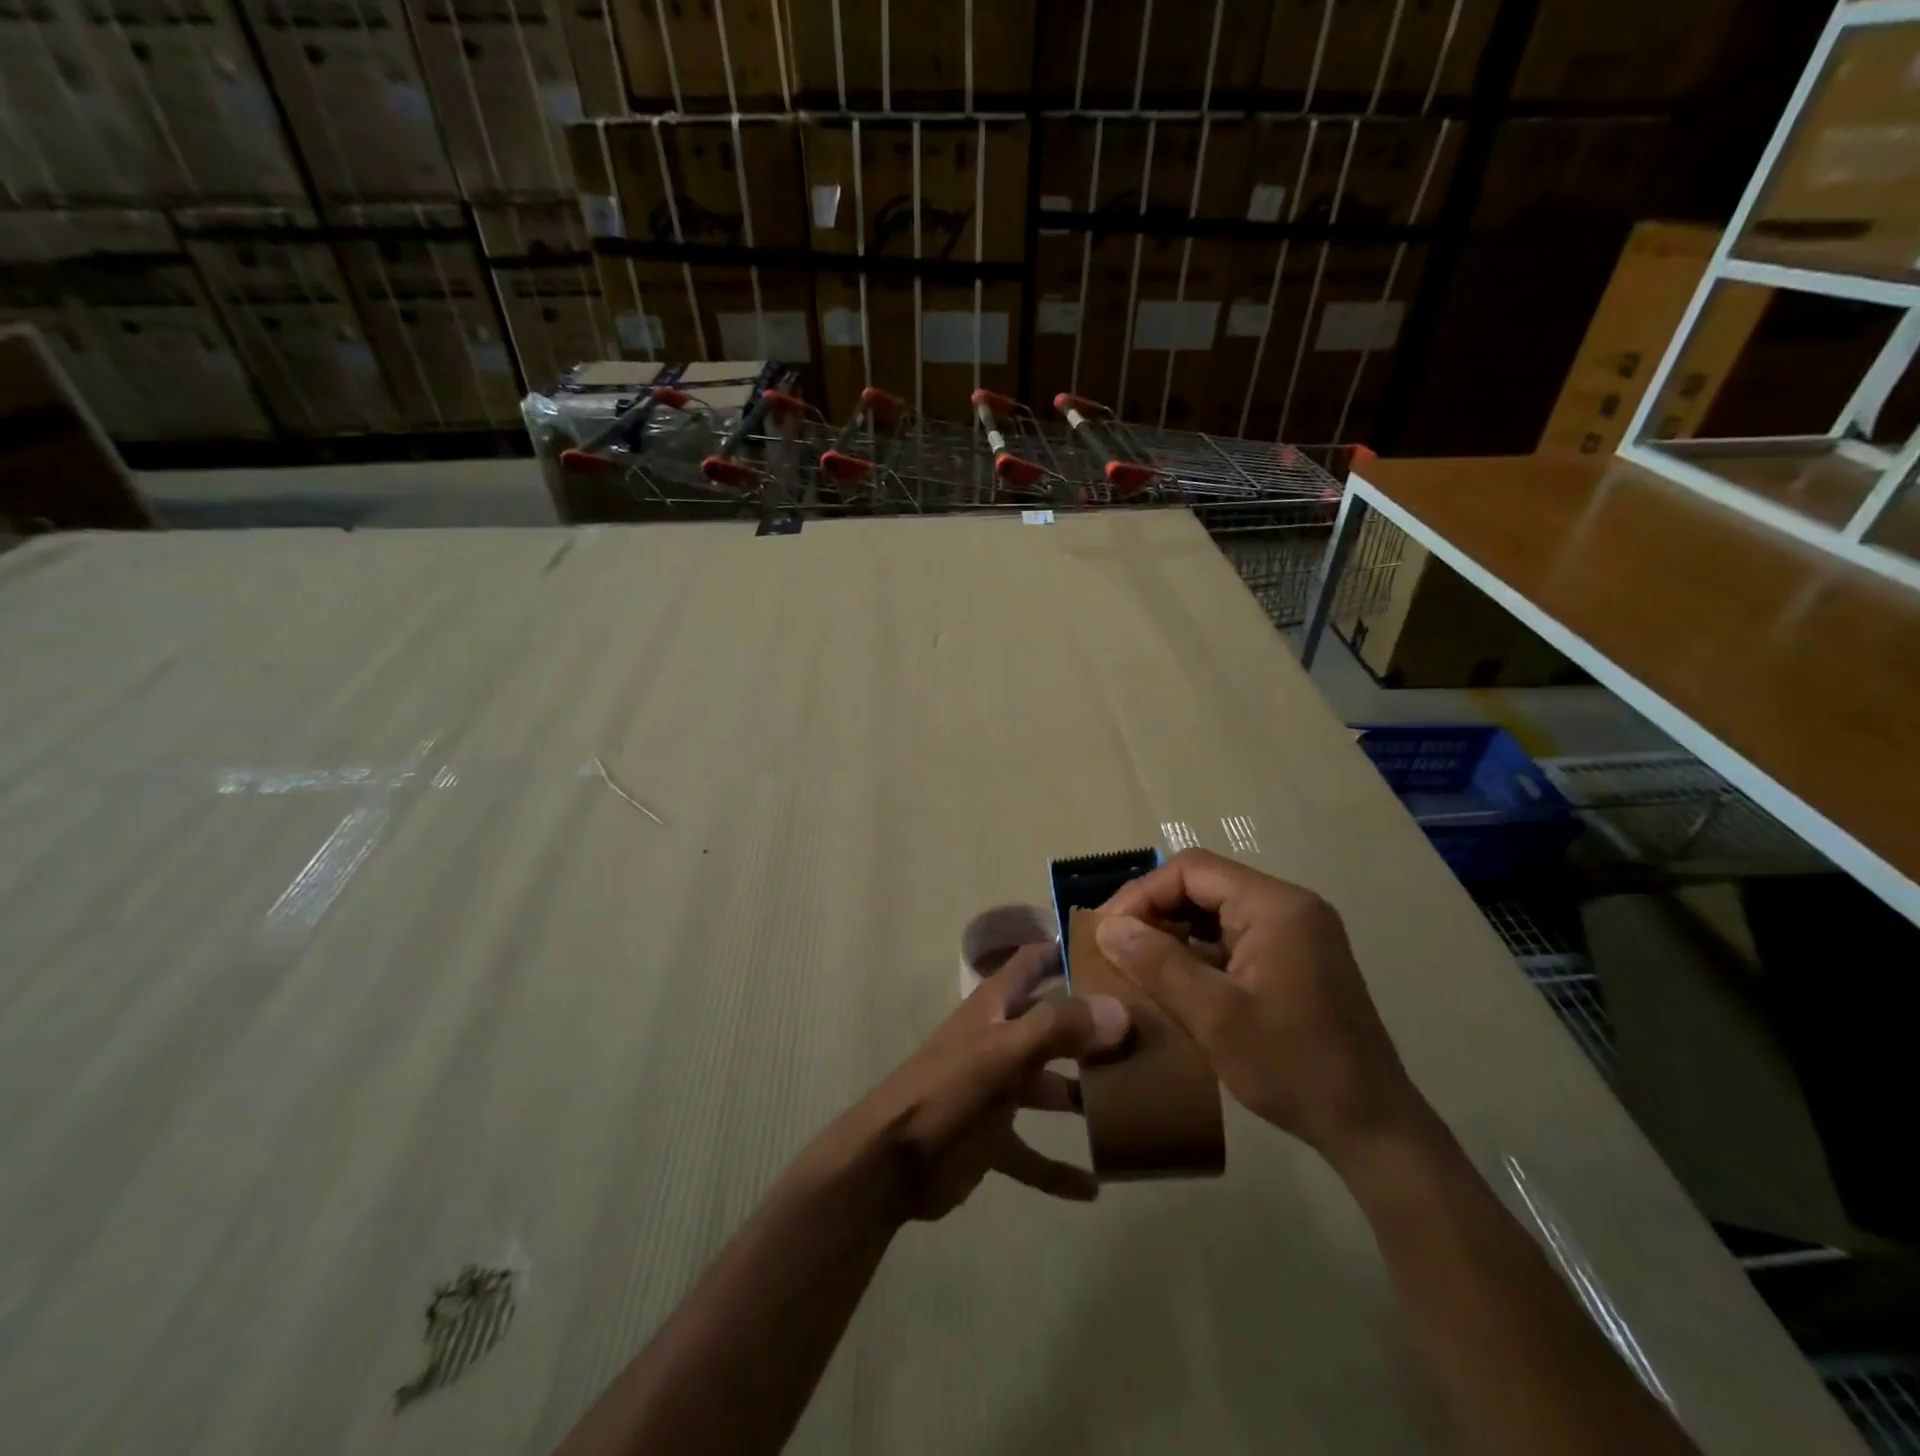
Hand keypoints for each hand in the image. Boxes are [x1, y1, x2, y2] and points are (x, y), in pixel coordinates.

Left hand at [815, 942, 1131, 1221]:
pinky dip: (1060, 1168)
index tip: (1116, 950)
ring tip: (1137, 1106)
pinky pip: (1034, 1154)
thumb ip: (1057, 1028)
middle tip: (1149, 1036)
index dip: (1065, 949)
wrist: (890, 1163)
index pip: (1033, 962)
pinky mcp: (993, 1140)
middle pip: (1053, 1026)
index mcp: (995, 1008)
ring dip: (1084, 1097)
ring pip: (1050, 1088)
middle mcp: (1000, 1041)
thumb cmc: (946, 1092)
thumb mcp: (1001, 1053)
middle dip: (1093, 1029)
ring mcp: (997, 1091)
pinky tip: (1097, 1186)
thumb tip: (1119, 1011)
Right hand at [1098, 849, 1426, 1168]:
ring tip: (1135, 962)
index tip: (1108, 930)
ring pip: (1215, 910)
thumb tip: (1107, 927)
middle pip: (1204, 885)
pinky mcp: (1295, 958)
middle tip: (1115, 946)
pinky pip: (1233, 935)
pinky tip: (1173, 980)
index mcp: (1276, 906)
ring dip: (1174, 931)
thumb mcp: (1215, 1016)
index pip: (1192, 869)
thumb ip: (1158, 964)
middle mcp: (1289, 906)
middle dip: (1154, 911)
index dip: (1142, 893)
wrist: (1373, 1128)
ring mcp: (1296, 932)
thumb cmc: (1293, 1067)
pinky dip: (1198, 951)